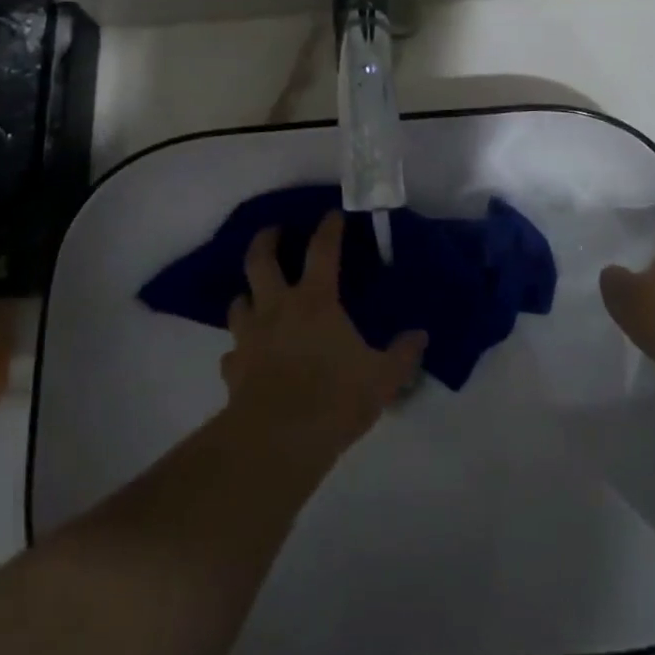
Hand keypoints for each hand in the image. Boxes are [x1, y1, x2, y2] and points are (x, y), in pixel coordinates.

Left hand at [221, 213, 426, 455]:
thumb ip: (402, 355)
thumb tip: (421, 335)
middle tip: (274, 232)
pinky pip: (233, 351)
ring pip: (238, 301)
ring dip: (247, 294)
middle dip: (266, 240)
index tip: (332, 213)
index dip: (329, 228)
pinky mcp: (233, 367)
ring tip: (256, 295)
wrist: (277, 440)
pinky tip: (247, 357)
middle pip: (261, 259)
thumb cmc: (334, 399)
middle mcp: (277, 308)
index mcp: (315, 301)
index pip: (322, 250)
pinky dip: (240, 348)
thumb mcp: (382, 379)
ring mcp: (250, 336)